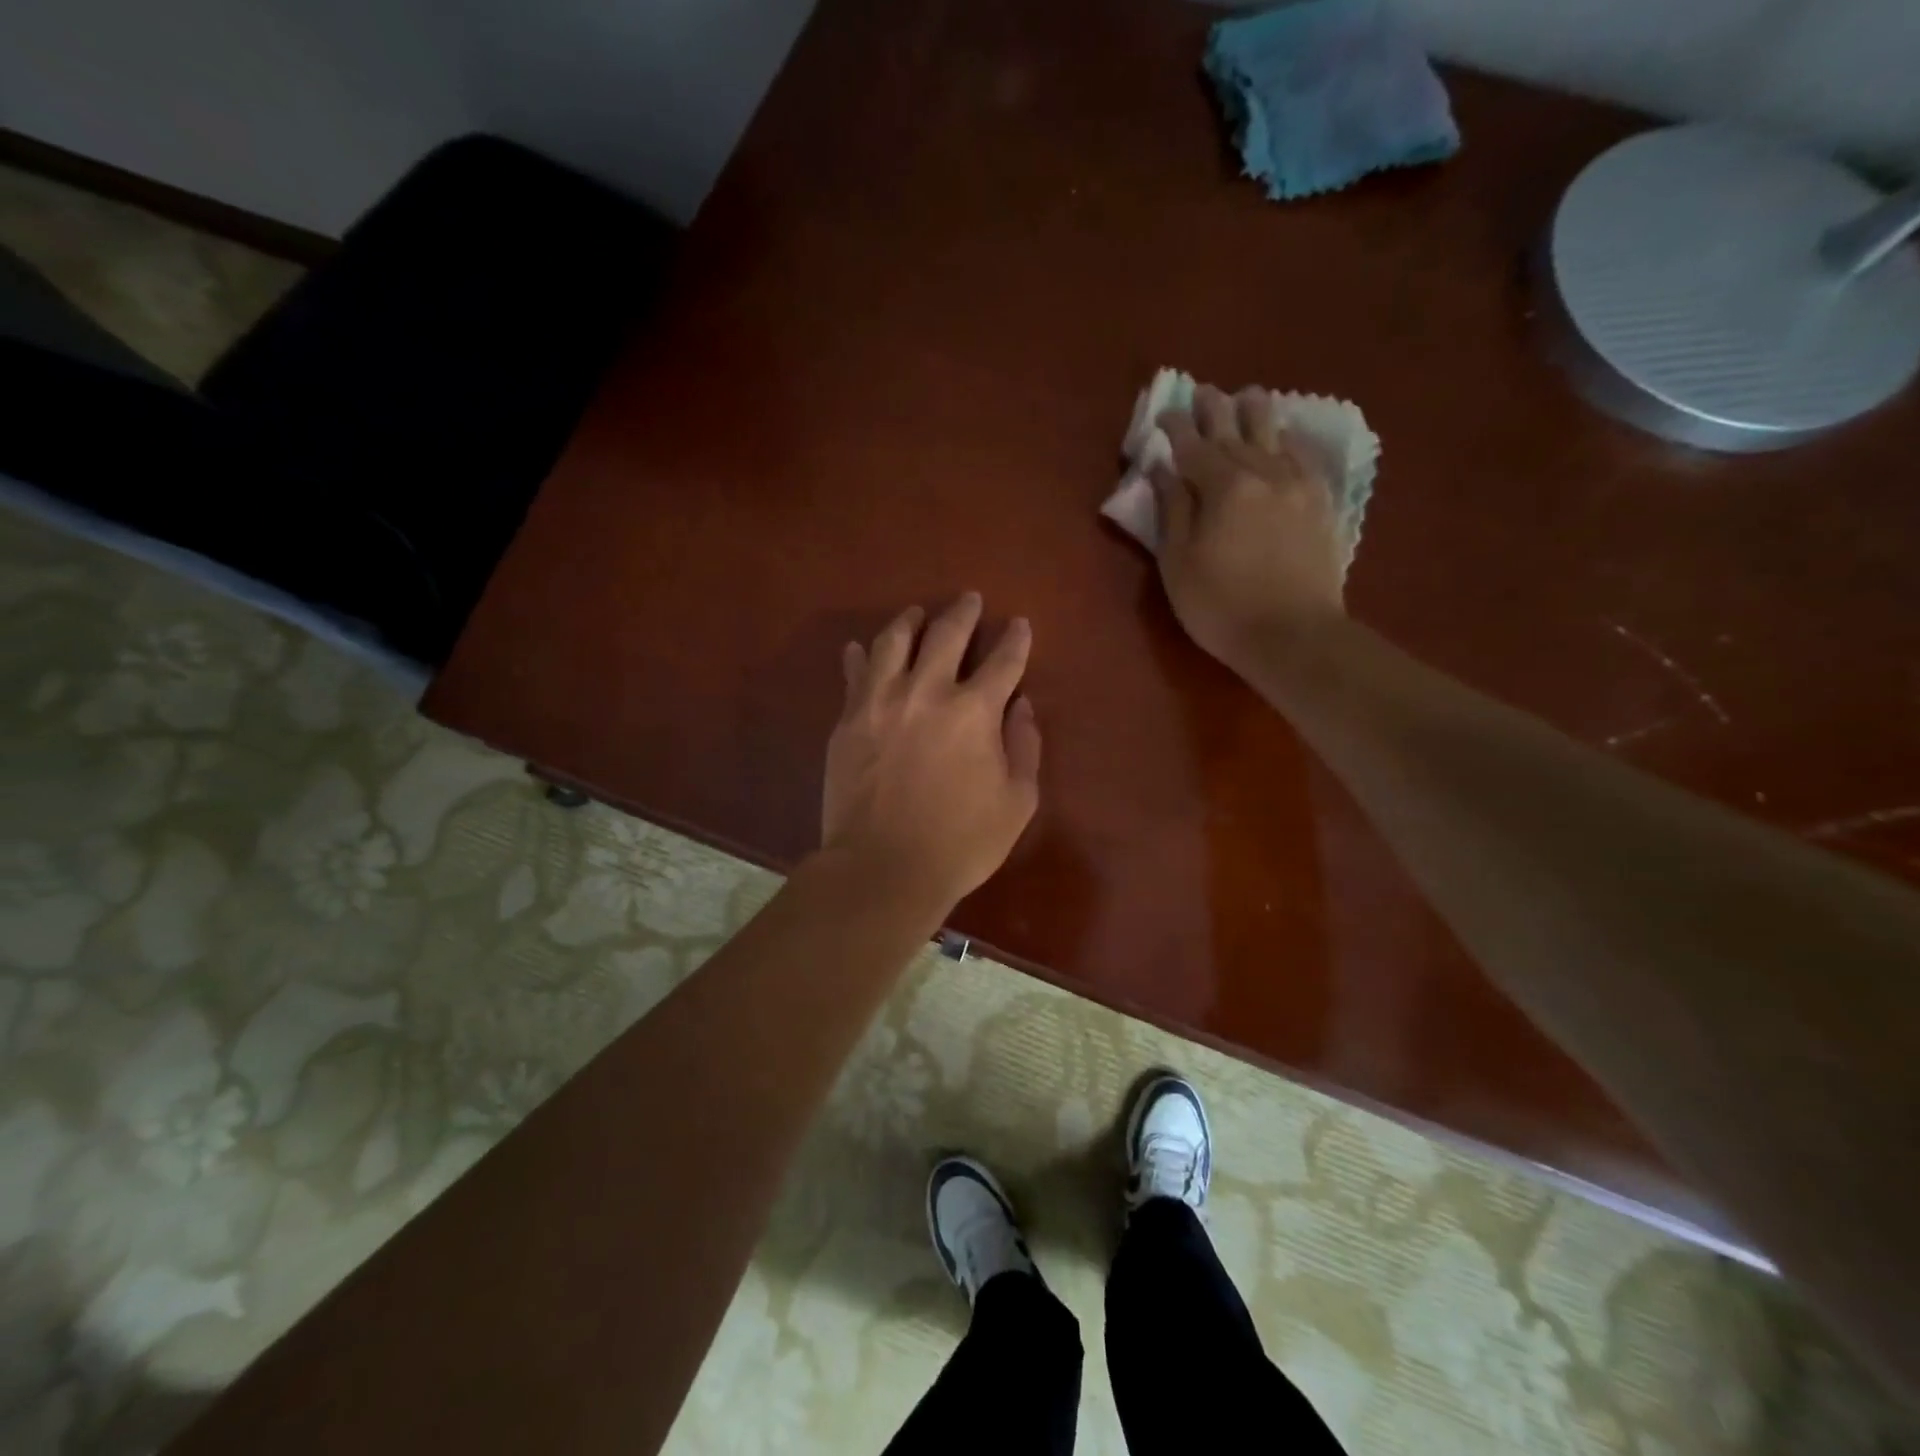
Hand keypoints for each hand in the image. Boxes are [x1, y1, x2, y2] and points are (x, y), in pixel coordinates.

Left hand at [822, 593, 1041, 910]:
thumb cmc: (961, 842)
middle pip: (946, 634)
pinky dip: (858, 657)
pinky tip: (858, 649)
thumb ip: (1024, 747)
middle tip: (969, 599)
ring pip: (893, 641)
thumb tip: (1021, 706)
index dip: (1015, 639)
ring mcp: (881, 702)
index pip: (1003, 661)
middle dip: (963, 612)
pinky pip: (853, 674)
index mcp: (975, 710)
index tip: (1019, 625)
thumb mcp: (1016, 802)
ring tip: (915, 614)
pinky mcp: (848, 720)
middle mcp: (927, 691)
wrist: (883, 868)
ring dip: (909, 621)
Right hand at [1150, 384, 1345, 672]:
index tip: (1164, 413)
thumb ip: (1172, 510)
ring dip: (1257, 413)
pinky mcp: (1322, 504)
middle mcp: (1264, 473)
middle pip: (1236, 432)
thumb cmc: (1221, 607)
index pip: (1194, 447)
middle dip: (1216, 410)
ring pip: (1276, 436)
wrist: (1294, 636)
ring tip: (1248, 397)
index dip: (1176, 429)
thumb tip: (1164, 470)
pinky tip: (1285, 438)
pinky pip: (1304, 458)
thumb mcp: (1178, 563)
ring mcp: (1298, 486)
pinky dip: (1289, 441)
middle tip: (1203, 392)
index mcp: (1224, 488)